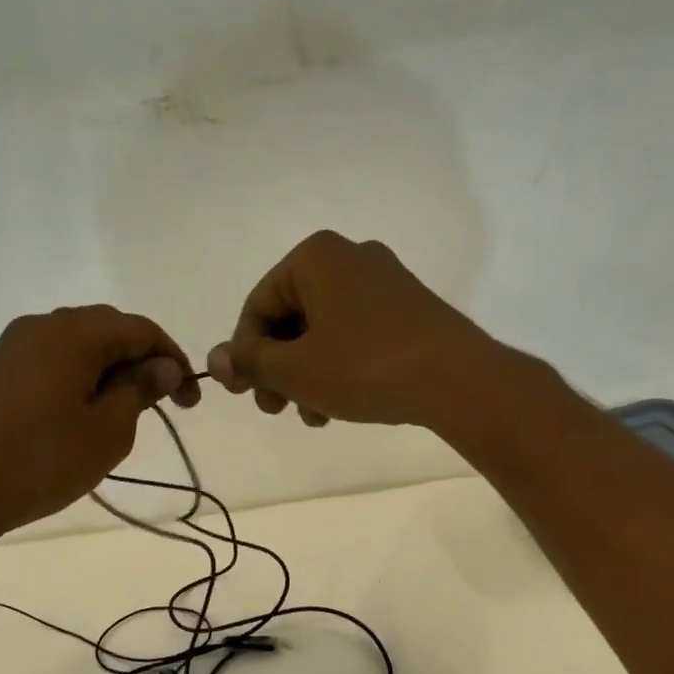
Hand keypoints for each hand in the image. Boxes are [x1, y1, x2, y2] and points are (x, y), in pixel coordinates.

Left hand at [0, 305, 198, 542]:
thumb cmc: (42, 459)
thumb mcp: (108, 429)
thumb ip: (140, 389)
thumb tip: (163, 366)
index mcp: (75, 333)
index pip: (141, 329)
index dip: (174, 359)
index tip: (189, 400)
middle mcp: (43, 325)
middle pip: (109, 329)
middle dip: (143, 361)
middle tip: (162, 405)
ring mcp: (15, 346)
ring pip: (80, 345)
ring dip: (112, 371)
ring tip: (125, 414)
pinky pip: (55, 360)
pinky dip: (82, 378)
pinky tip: (84, 414)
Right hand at [207, 231, 502, 428]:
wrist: (458, 380)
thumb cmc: (366, 367)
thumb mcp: (297, 370)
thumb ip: (251, 362)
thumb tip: (215, 359)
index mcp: (316, 257)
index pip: (259, 305)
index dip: (245, 353)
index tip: (246, 394)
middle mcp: (350, 257)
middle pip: (292, 317)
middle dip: (279, 368)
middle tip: (276, 409)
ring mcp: (385, 282)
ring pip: (324, 330)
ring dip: (308, 375)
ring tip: (313, 416)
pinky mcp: (409, 308)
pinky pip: (356, 334)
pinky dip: (340, 367)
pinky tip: (342, 405)